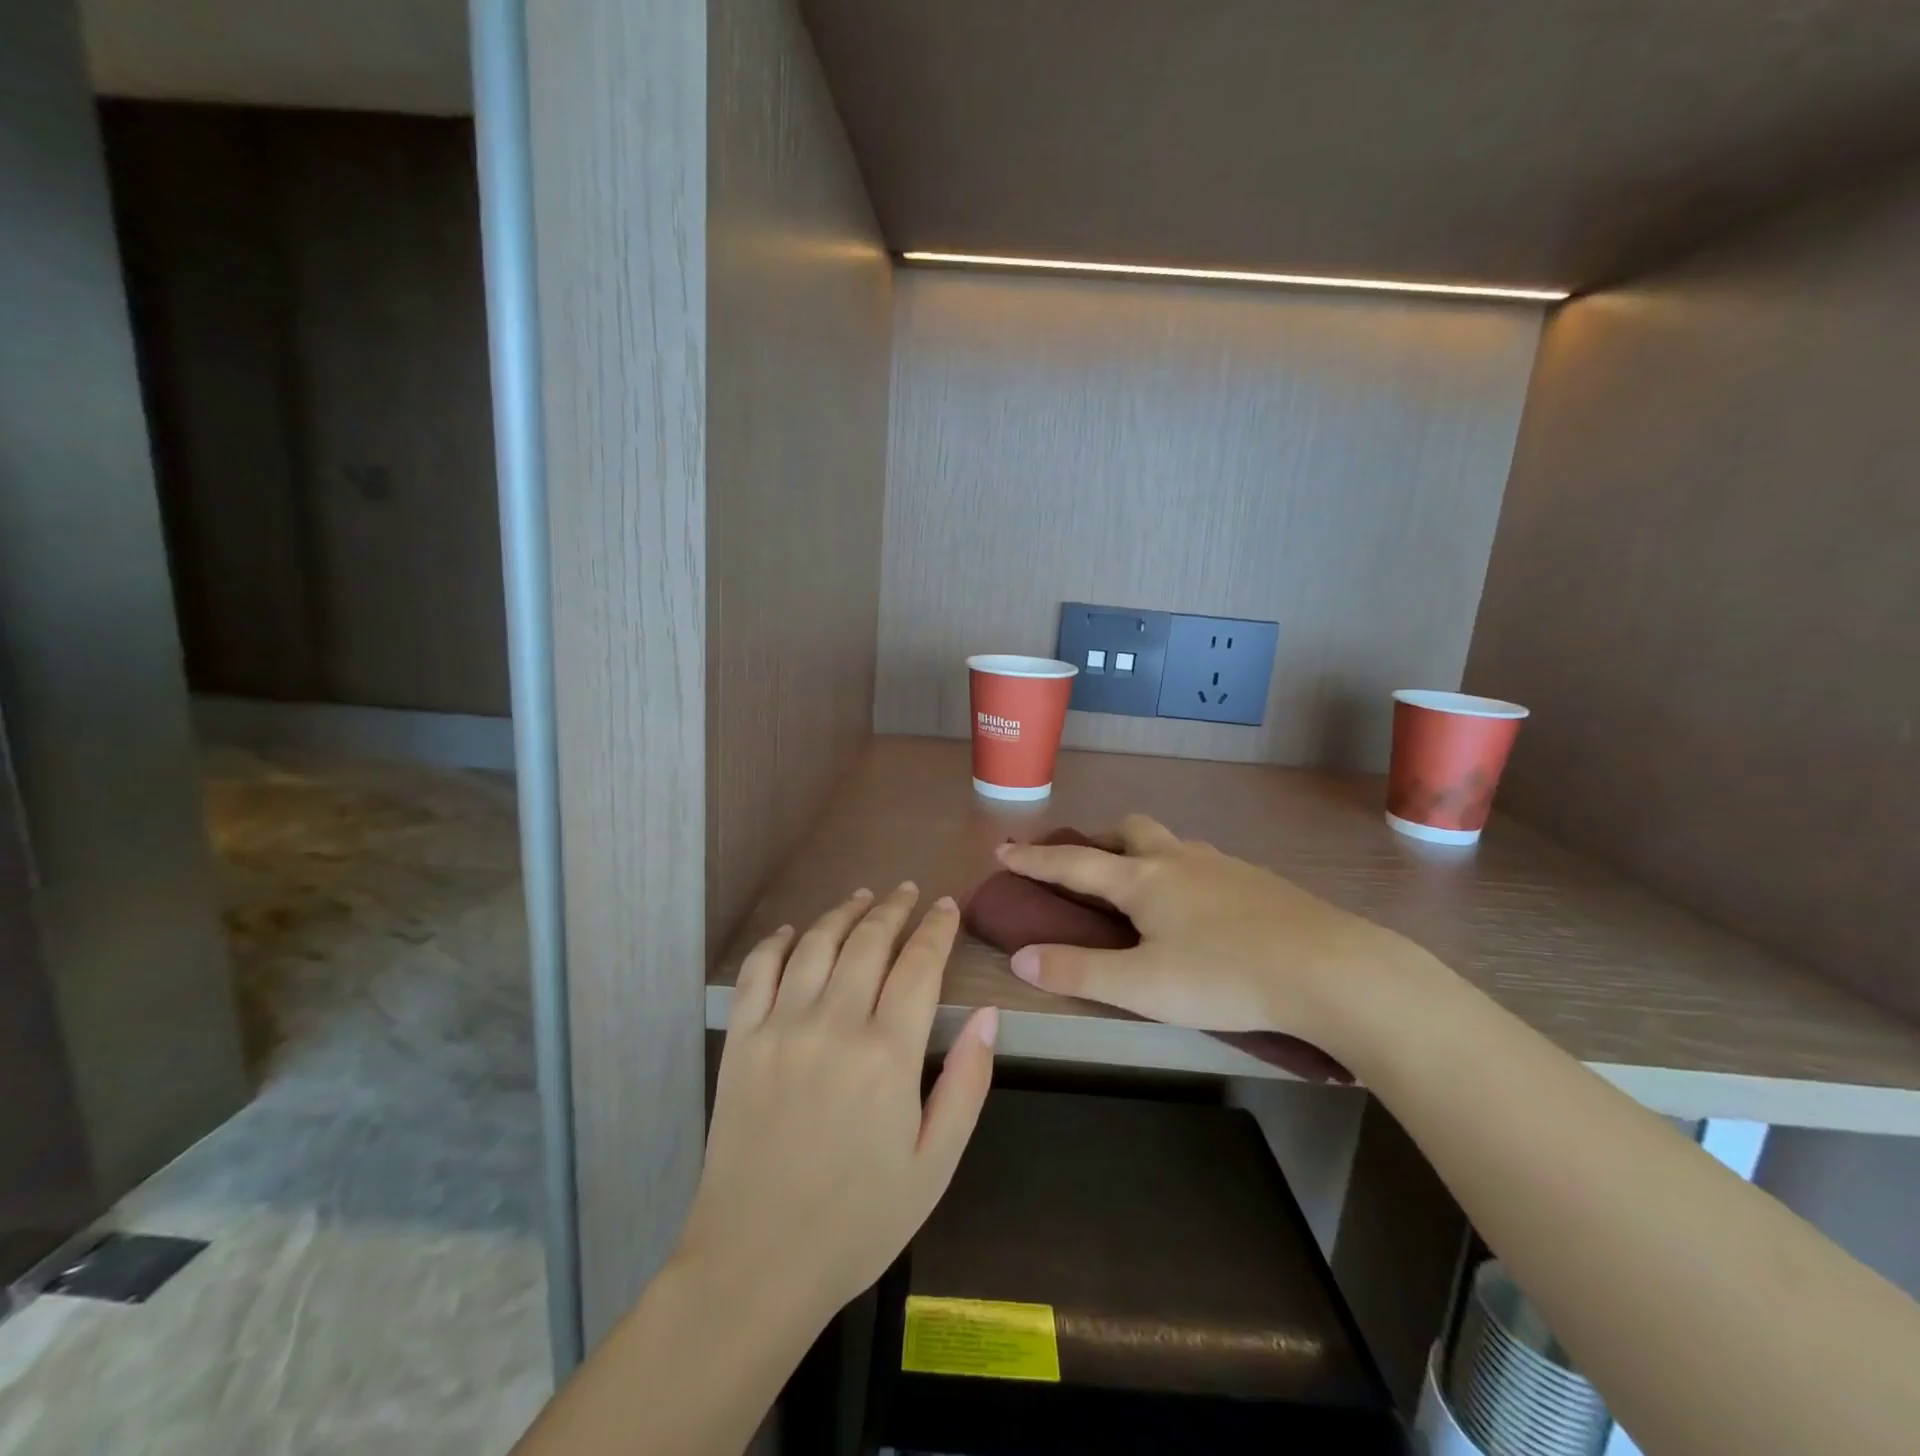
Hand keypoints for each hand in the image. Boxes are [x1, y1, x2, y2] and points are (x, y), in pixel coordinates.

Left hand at [676, 883, 997, 1325]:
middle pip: (869, 940)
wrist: (757, 1264)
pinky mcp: (741, 1041)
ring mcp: (781, 1027)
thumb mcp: (934, 1165)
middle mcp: (834, 1024)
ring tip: (864, 897)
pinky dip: (779, 941)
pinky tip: (796, 931)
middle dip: (894, 908)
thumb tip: (988, 1015)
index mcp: (888, 1054)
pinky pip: (758, 971)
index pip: (920, 964)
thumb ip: (966, 1085)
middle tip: (908, 891)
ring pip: (817, 943)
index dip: (937, 928)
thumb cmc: (859, 1221)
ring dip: (844, 912)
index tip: (947, 905)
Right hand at [997, 816, 1419, 1046]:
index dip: (1034, 859)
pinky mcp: (1257, 880)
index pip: (1073, 863)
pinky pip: (1204, 862)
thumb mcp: (1141, 986)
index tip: (1003, 849)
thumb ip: (1077, 971)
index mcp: (1142, 879)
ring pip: (1171, 843)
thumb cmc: (1224, 976)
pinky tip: (1199, 908)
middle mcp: (1178, 860)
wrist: (1329, 968)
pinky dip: (1183, 872)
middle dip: (1100, 841)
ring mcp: (1222, 865)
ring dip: (1144, 852)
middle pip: (1129, 830)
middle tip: (1089, 868)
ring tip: (1142, 889)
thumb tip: (1019, 957)